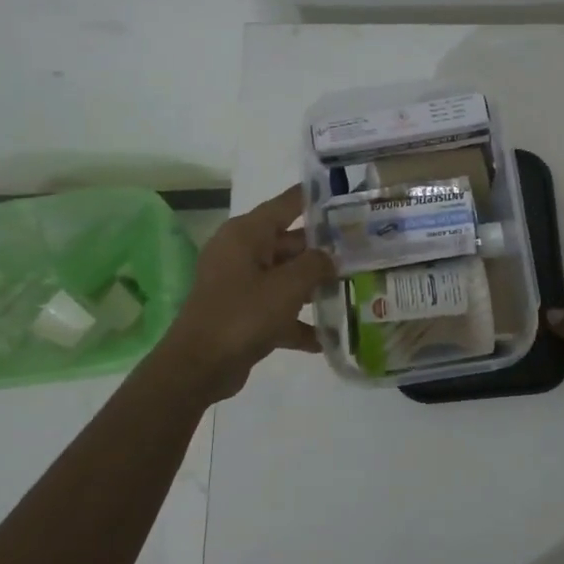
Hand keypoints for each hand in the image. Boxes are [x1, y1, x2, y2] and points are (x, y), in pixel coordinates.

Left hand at [161, 186, 333, 400]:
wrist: (199, 367)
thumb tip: (330, 257)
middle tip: (363, 249)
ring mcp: (241, 285)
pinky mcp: (243, 314)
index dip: (315, 198)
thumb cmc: (243, 314)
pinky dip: (298, 321)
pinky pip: (278, 309)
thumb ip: (316, 264)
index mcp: (246, 234)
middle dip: (324, 250)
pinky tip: (328, 337)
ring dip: (315, 286)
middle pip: (290, 243)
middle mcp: (242, 253)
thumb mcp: (288, 286)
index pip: (287, 204)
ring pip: (286, 277)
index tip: (346, 196)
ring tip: (354, 288)